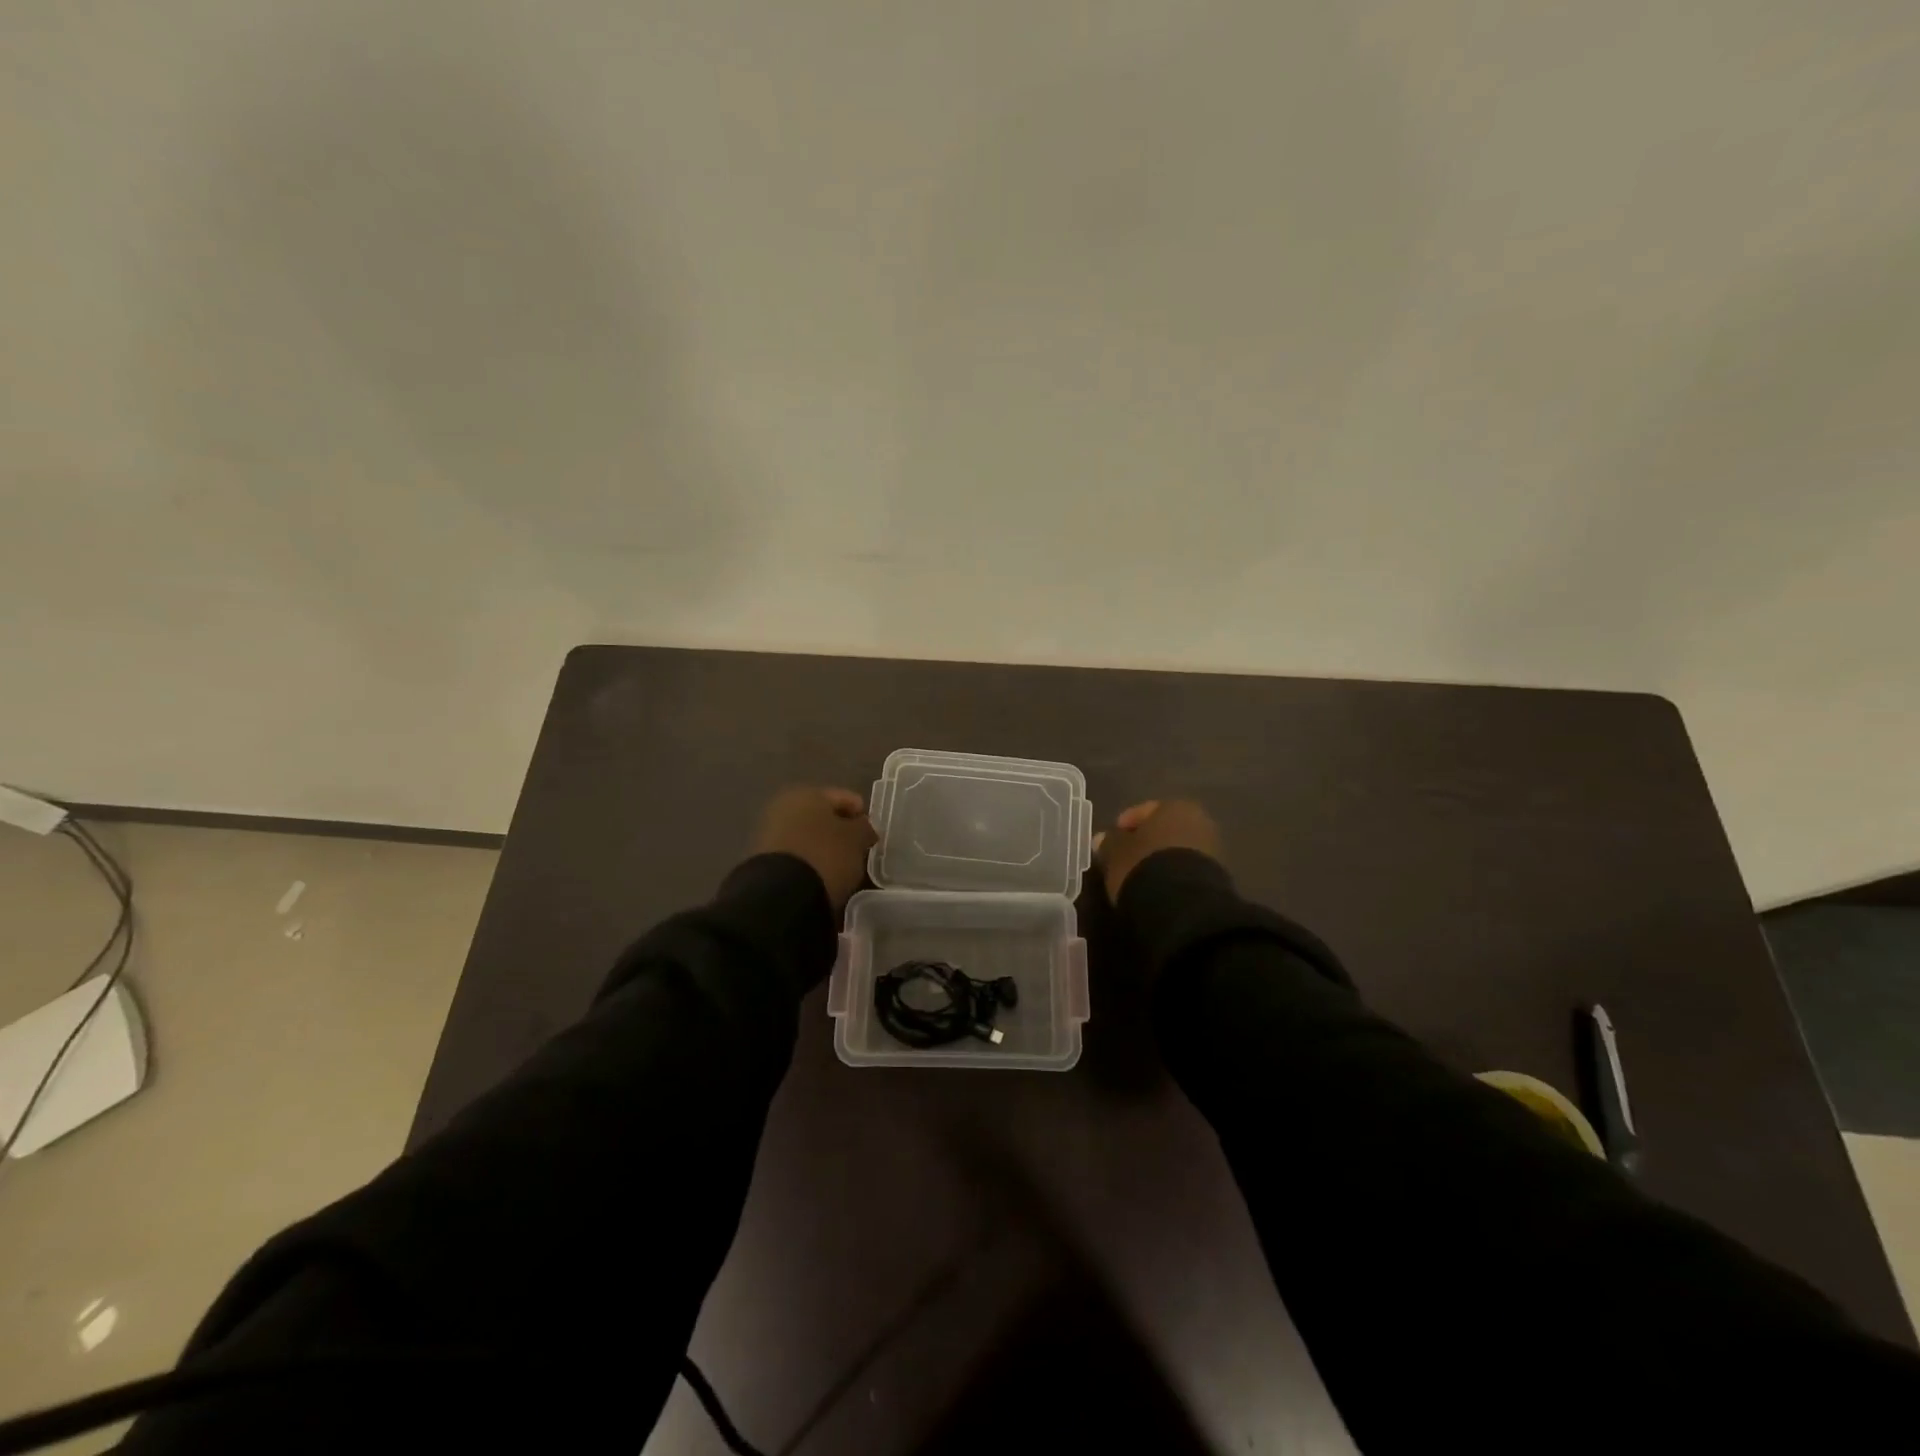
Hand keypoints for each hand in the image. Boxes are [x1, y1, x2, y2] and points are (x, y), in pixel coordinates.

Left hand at [752, 786, 876, 913]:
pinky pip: (797, 855)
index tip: (873, 835)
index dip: (861, 815)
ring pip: (808, 836)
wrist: (781, 893)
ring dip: (824, 847)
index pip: (845, 798)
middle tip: (858, 850)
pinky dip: (810, 862)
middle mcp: (785, 806)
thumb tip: (862, 826)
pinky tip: (821, 876)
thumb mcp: (856, 840)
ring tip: (840, 867)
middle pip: (823, 816)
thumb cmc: (825, 855)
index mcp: (809, 793)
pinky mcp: (764, 859)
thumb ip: (864, 828)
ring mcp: (770, 832)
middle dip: (840, 831)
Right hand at [1096, 799, 1222, 898]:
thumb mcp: (1116, 853)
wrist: (1183, 904)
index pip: (1143, 811)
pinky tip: (1160, 887)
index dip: (1124, 826)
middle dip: (1147, 842)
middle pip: (1164, 829)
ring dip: (1161, 859)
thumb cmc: (1144, 865)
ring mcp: (1212, 848)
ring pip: (1178, 849)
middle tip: (1127, 858)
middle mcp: (1198, 820)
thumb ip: (1109, 843)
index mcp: (1174, 806)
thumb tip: (1102, 839)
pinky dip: (1174, 874)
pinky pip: (1188, 868)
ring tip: (1142, 876)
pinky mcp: (1218, 876)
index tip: (1111, 842)